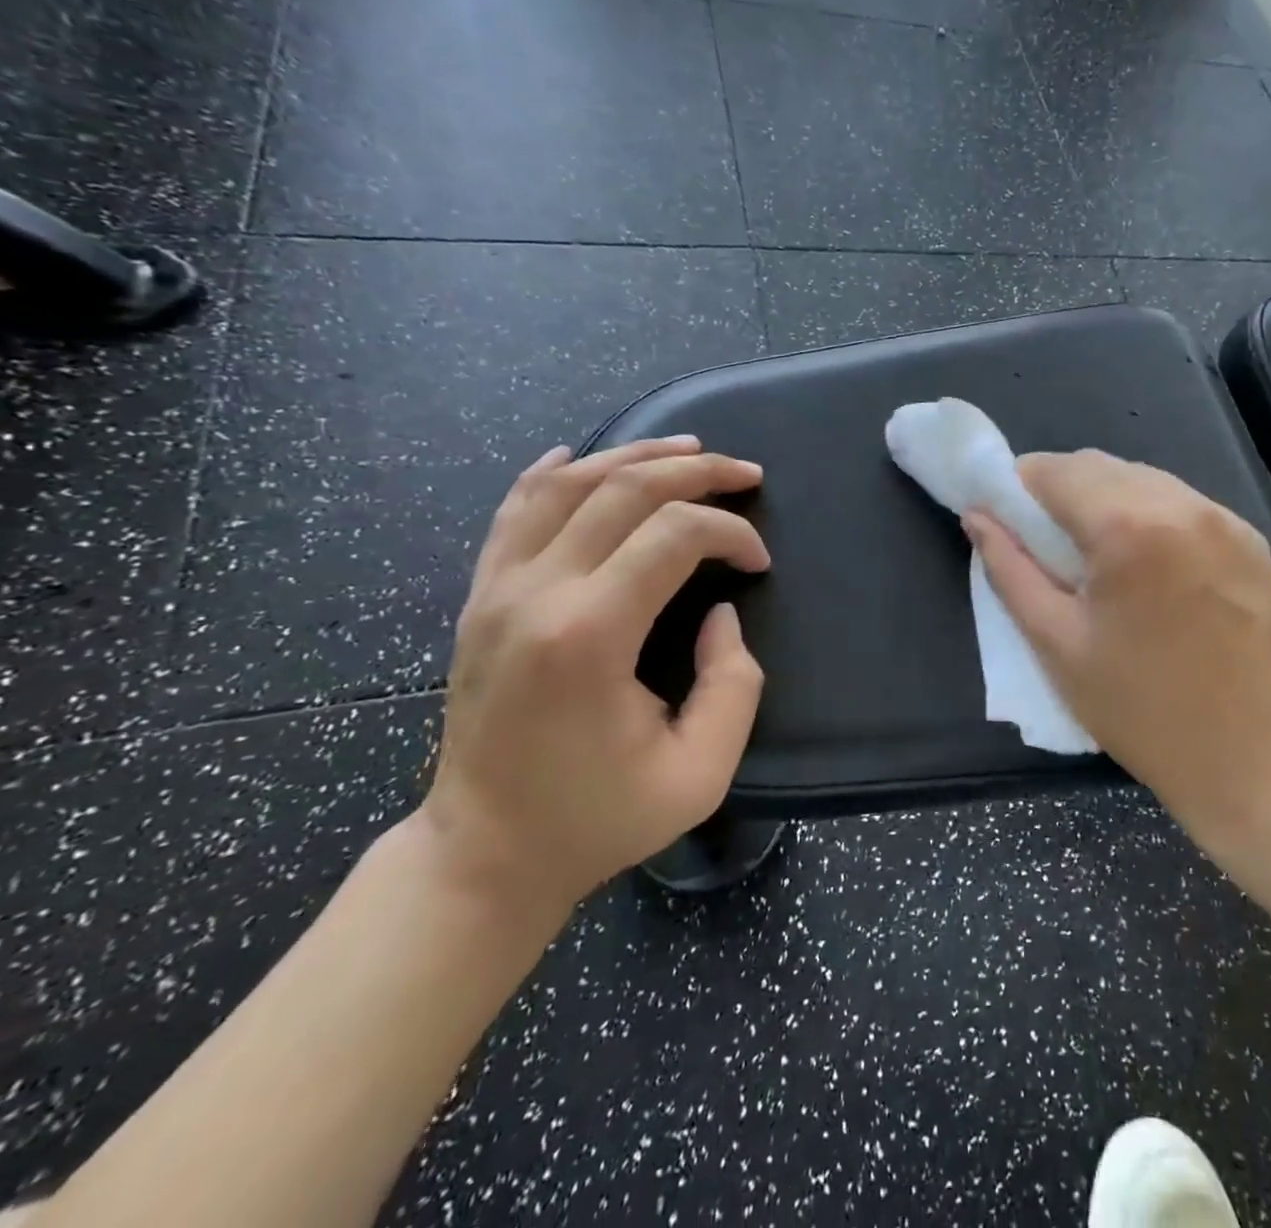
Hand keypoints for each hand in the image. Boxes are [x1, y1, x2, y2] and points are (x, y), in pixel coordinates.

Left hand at [422, 437, 770, 919]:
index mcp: (588, 635)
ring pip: (568, 483)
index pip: (674, 536)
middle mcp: (535, 593)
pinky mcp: (479, 596)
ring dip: (635, 456)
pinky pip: (514, 509)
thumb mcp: (700, 773)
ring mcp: (496, 589)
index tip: (759, 563)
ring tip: (689, 449)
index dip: (732, 533)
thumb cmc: (598, 818)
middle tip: (746, 474)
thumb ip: (734, 684)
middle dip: (697, 472)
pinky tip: (584, 456)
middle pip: (624, 490)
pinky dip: (555, 472)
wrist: (484, 853)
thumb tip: (720, 612)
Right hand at [966, 451, 1270, 833]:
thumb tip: (976, 517)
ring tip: (1095, 552)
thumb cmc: (1137, 708)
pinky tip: (1145, 562)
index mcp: (1128, 529)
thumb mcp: (1055, 642)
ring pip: (1141, 477)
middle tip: (1043, 539)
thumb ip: (1009, 569)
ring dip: (1105, 498)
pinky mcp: (1249, 537)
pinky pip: (1180, 502)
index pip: (1055, 470)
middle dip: (1060, 489)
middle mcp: (1181, 505)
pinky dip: (1148, 513)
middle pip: (1098, 466)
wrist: (1249, 753)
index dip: (1019, 486)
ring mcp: (1223, 518)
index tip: (1005, 516)